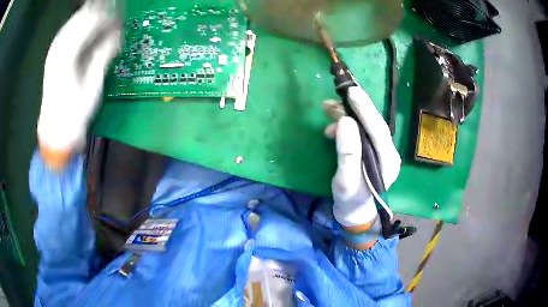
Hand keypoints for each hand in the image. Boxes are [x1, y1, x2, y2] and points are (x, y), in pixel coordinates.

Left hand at [38, 2, 120, 168]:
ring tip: (104, 16)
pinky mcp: (53, 56)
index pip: (90, 22)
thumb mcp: (93, 86)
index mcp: (68, 56)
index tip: (121, 16)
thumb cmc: (74, 113)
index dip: (108, 15)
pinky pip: (68, 31)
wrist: (55, 131)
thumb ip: (103, 55)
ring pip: (74, 21)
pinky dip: (80, 25)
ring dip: (90, 16)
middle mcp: (59, 49)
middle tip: (115, 13)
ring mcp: (54, 52)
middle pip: (81, 17)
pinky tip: (87, 26)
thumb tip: (117, 35)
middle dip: (100, 12)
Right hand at [324, 86, 400, 229]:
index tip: (352, 92)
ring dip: (348, 113)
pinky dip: (347, 123)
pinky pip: (361, 129)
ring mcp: (382, 150)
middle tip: (342, 90)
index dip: (365, 110)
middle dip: (358, 106)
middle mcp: (389, 152)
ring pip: (367, 124)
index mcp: (388, 162)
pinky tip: (332, 126)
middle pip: (375, 123)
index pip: (378, 130)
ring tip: (327, 108)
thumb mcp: (345, 181)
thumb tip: (345, 122)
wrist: (354, 210)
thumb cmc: (349, 199)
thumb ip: (348, 153)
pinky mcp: (373, 149)